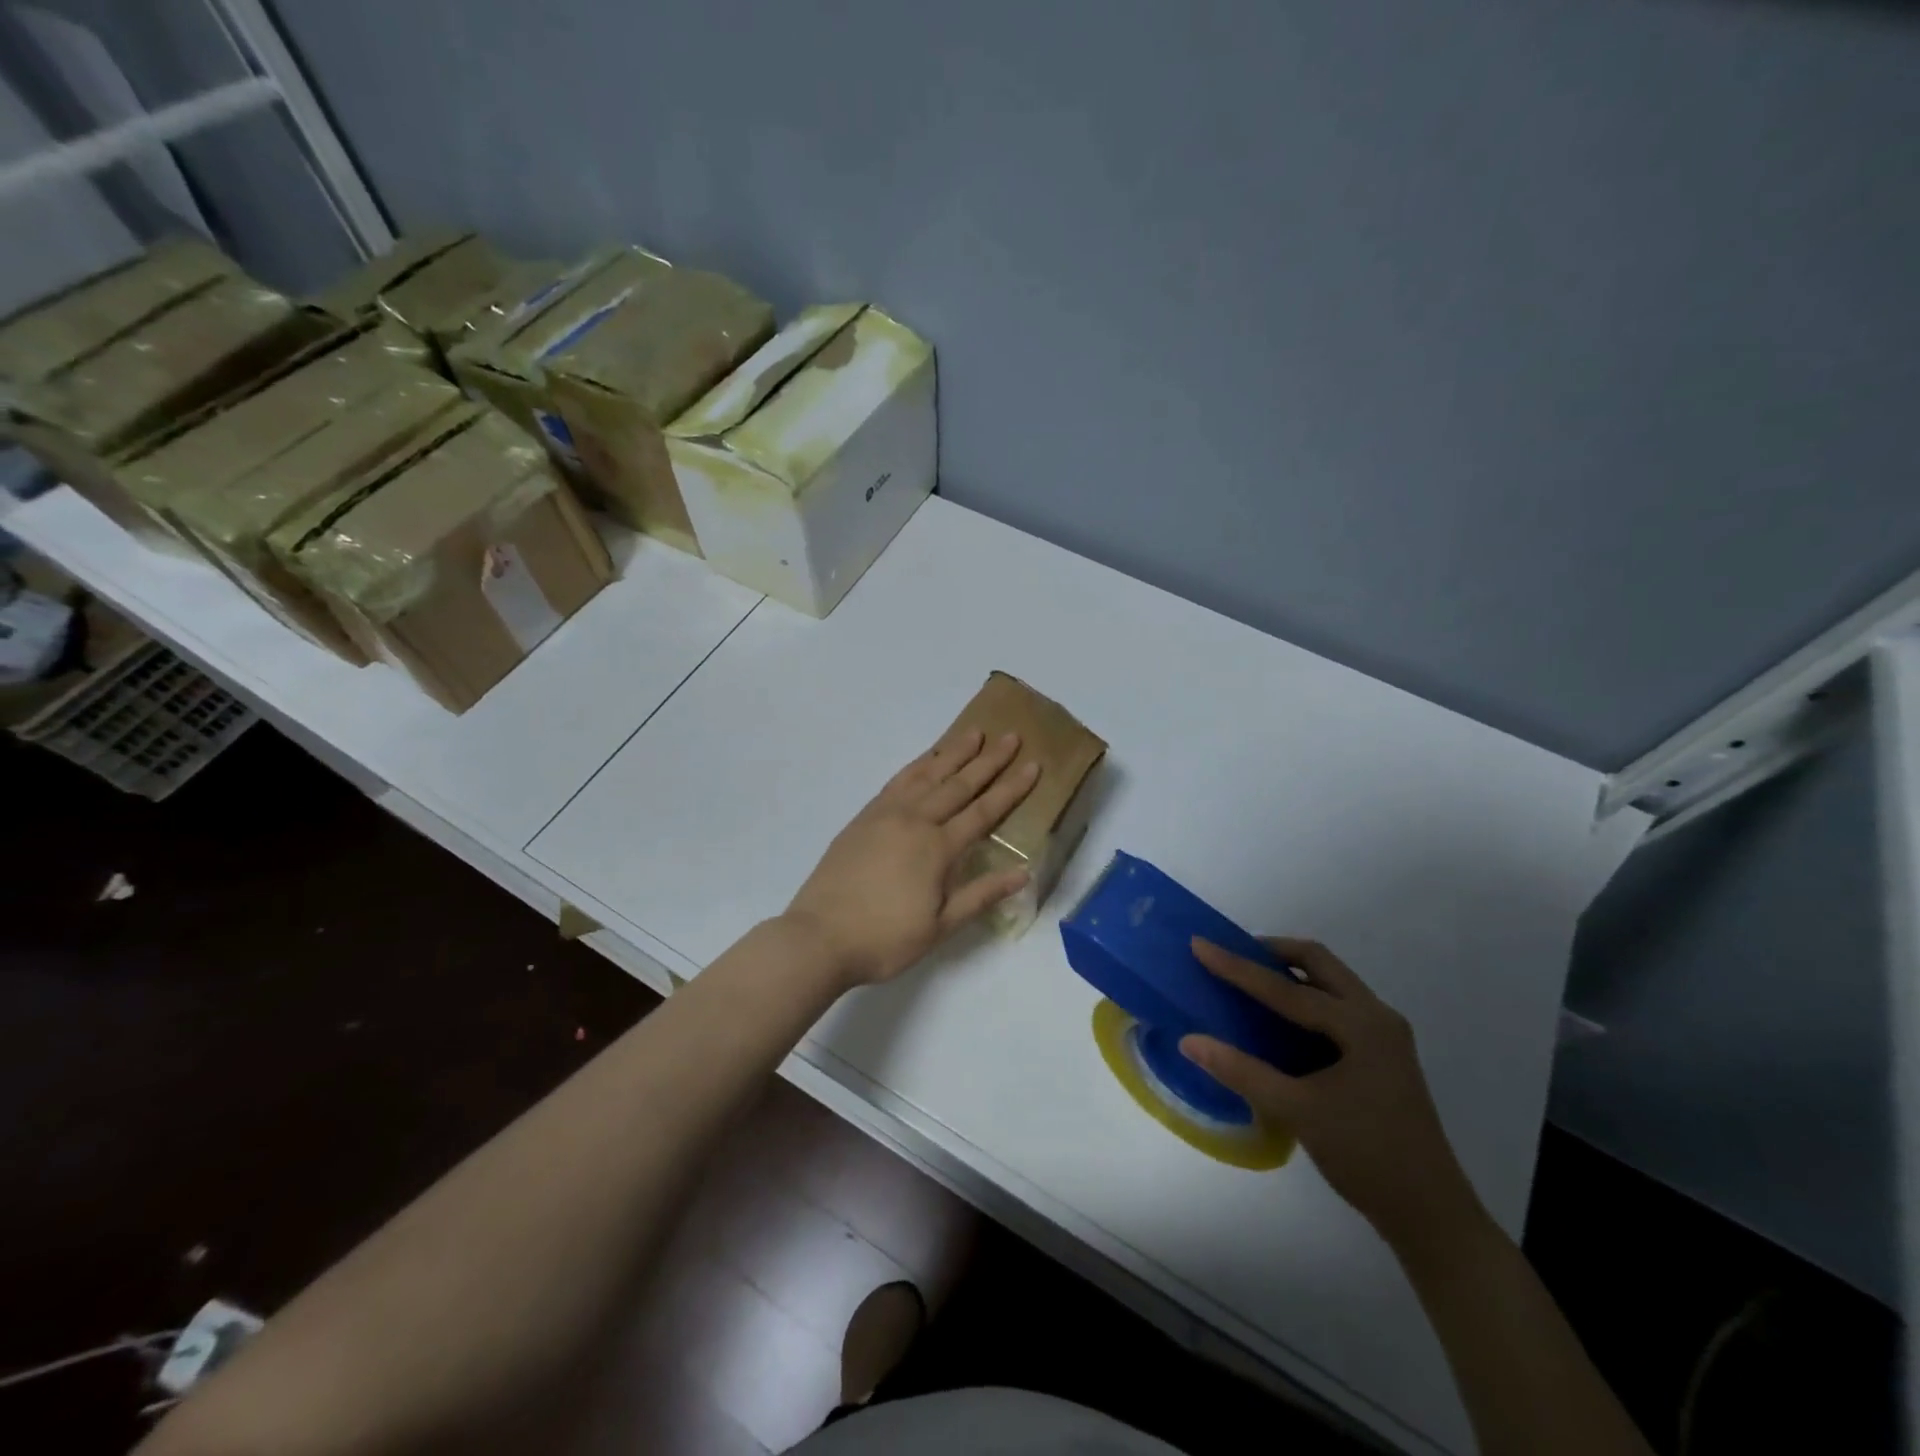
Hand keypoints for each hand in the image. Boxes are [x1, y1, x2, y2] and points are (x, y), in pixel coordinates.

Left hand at [783, 729, 1040, 989]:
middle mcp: (915, 821)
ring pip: (927, 774)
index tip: (1033, 764)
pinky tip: (927, 759)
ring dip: (953, 753)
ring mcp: (886, 814)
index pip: (984, 811)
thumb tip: (1023, 873)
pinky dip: (917, 765)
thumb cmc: (885, 938)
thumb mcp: (940, 926)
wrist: (819, 937)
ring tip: (974, 733)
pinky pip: (897, 781)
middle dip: (989, 760)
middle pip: (959, 784)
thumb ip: (981, 895)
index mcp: (938, 848)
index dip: (1011, 788)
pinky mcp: (864, 817)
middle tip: (1011, 736)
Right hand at [1180, 938, 1488, 1256]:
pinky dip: (1304, 999)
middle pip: (1319, 963)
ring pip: (1330, 982)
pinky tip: (1279, 1020)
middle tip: (1232, 955)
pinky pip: (1336, 1007)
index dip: (1238, 966)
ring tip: (1249, 980)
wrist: (1431, 1214)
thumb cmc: (1366, 1155)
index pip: (1286, 987)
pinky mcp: (1382, 1055)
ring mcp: (1384, 1036)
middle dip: (1272, 952)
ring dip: (1290, 973)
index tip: (1200, 944)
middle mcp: (1376, 1017)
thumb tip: (1189, 1041)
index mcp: (1361, 1024)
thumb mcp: (1297, 1111)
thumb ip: (1241, 1071)